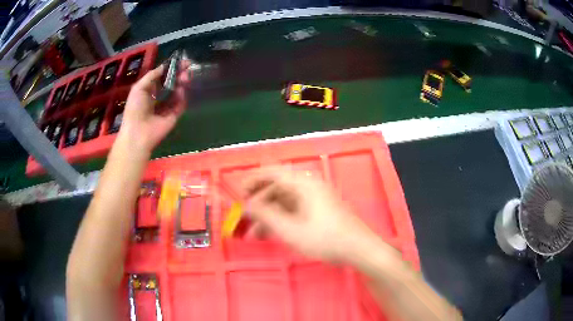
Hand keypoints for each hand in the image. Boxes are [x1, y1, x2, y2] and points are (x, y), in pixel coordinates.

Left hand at [119, 59, 190, 152]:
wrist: (138, 132)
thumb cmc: (135, 108)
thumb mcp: (139, 87)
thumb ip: (152, 75)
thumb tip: (165, 66)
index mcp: (149, 90)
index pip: (162, 76)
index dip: (171, 68)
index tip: (181, 61)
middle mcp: (159, 97)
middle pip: (172, 82)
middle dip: (179, 74)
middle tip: (186, 68)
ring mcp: (167, 106)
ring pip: (178, 91)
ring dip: (182, 83)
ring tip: (185, 78)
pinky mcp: (174, 115)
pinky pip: (181, 103)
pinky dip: (183, 96)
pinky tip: (182, 90)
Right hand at [242, 167, 377, 262]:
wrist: (358, 248)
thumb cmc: (325, 238)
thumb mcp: (290, 229)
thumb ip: (266, 215)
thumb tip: (247, 205)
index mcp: (304, 184)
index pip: (273, 172)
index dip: (254, 179)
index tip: (239, 192)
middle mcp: (309, 186)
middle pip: (277, 187)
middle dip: (259, 202)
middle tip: (245, 216)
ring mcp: (316, 198)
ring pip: (285, 201)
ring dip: (269, 214)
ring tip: (255, 233)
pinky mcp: (319, 209)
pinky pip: (294, 209)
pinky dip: (281, 218)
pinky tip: (272, 233)